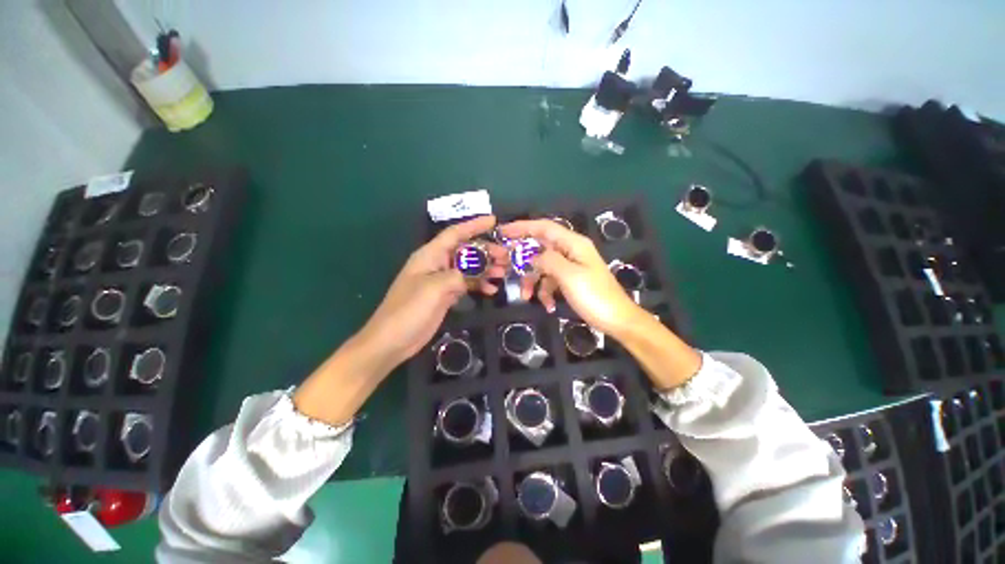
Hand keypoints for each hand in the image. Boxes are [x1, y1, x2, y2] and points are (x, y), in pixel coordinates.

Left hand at [357, 215, 506, 365]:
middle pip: (465, 251)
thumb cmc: (409, 310)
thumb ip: (457, 275)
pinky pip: (466, 285)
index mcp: (430, 256)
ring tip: (504, 272)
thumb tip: (475, 273)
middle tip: (506, 256)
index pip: (455, 233)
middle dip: (486, 250)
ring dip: (486, 269)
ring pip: (468, 268)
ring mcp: (442, 281)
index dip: (474, 225)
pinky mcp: (446, 295)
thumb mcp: (434, 288)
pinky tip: (491, 290)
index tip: (494, 220)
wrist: (393, 340)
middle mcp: (437, 264)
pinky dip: (479, 285)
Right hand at [498, 219, 640, 336]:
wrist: (617, 320)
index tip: (503, 232)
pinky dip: (545, 292)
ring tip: (526, 296)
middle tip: (505, 266)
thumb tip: (532, 256)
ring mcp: (570, 266)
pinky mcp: (570, 280)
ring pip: (542, 267)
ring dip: (532, 280)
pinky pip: (550, 281)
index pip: (544, 227)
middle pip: (540, 247)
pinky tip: (548, 305)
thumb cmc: (594, 296)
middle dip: (522, 258)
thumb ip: (548, 260)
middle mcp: (570, 251)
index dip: (523, 227)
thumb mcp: (569, 276)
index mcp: (573, 244)